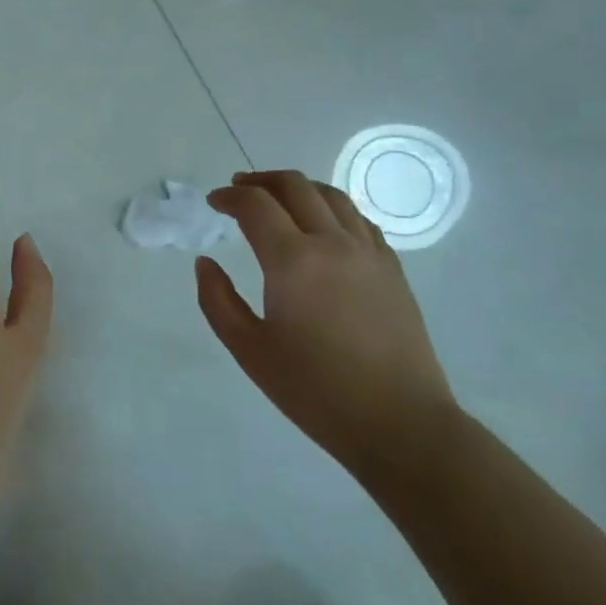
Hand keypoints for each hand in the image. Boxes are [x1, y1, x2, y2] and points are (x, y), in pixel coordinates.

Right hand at [197, 170, 456, 482]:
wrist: (400, 424)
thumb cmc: (316, 391)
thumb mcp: (250, 350)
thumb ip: (217, 300)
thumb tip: (205, 262)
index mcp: (293, 260)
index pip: (255, 204)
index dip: (229, 196)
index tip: (213, 203)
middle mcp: (332, 243)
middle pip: (294, 186)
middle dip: (261, 180)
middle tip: (239, 189)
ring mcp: (368, 252)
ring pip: (331, 195)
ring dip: (298, 187)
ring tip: (278, 198)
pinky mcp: (392, 269)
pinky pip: (359, 219)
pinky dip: (332, 208)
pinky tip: (323, 224)